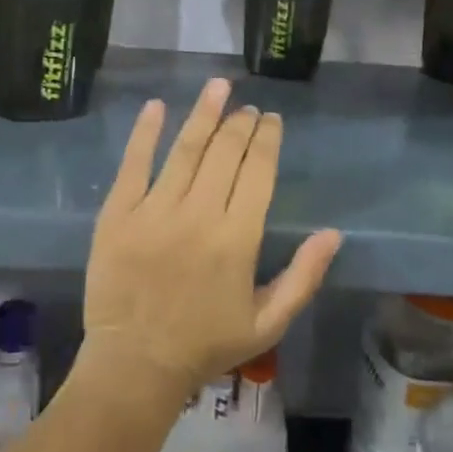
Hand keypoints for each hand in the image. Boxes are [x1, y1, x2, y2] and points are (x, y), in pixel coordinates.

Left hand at [80, 79, 341, 401]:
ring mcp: (155, 211)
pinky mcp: (118, 214)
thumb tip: (333, 233)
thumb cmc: (206, 345)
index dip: (267, 140)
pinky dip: (145, 133)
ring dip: (203, 114)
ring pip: (185, 150)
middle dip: (240, 124)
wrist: (136, 364)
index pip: (257, 172)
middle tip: (247, 107)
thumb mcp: (268, 322)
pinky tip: (156, 106)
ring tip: (218, 87)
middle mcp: (199, 215)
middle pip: (224, 153)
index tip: (271, 120)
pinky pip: (133, 164)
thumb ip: (304, 277)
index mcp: (238, 239)